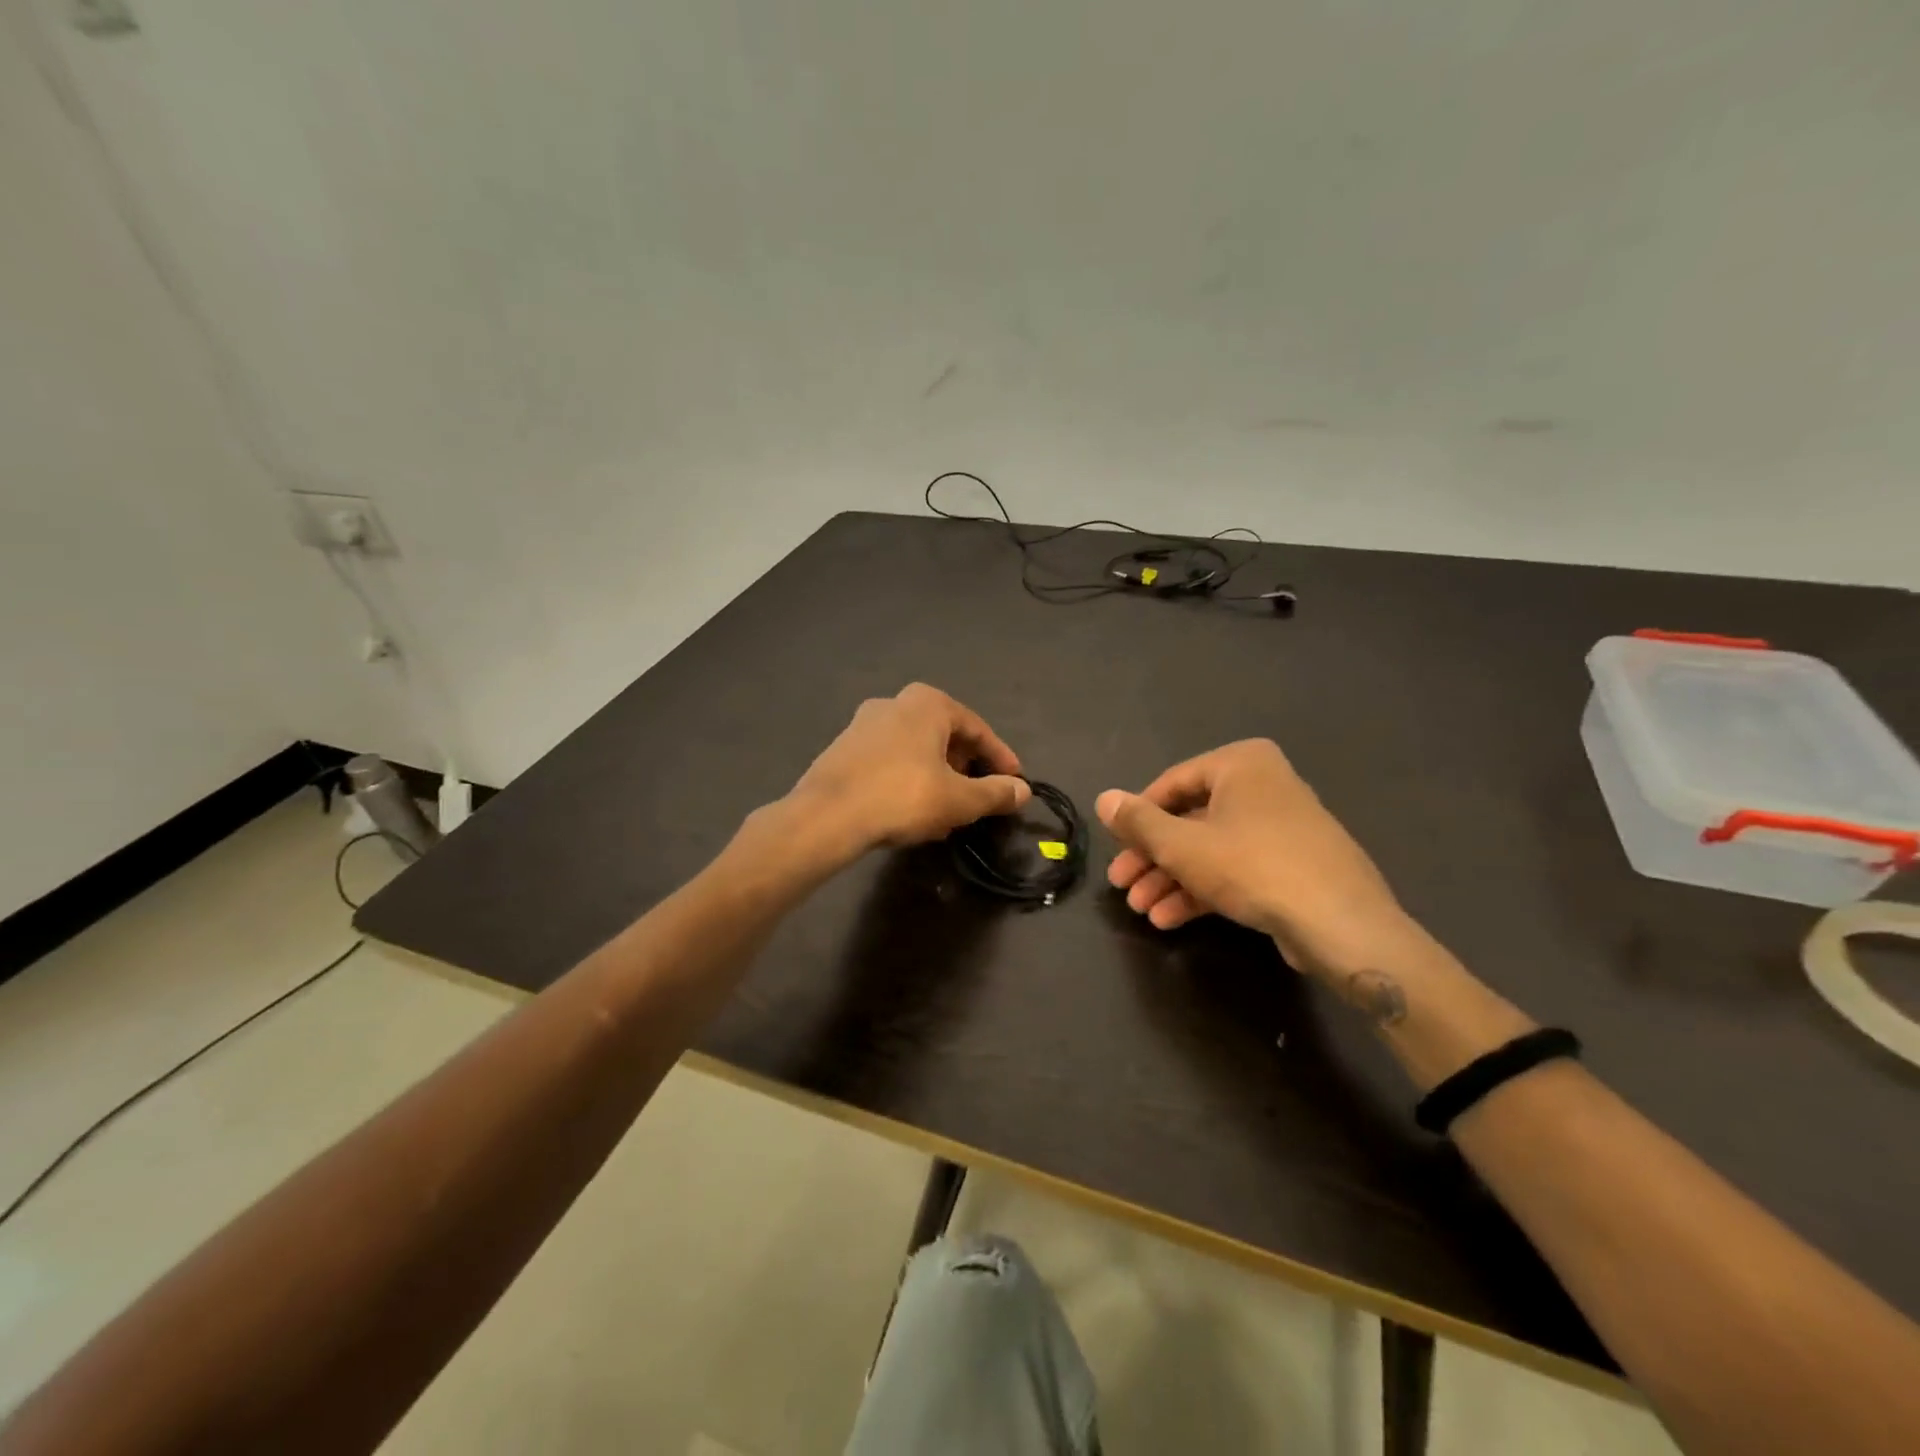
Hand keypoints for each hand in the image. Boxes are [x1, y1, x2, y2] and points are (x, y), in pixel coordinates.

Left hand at [789, 684, 1030, 854]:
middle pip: (945, 736)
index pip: (977, 729)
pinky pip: (890, 760)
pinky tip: (912, 811)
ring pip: (916, 750)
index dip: (1000, 758)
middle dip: (966, 767)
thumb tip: (1023, 791)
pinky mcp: (843, 748)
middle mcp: (895, 702)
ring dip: (937, 776)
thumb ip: (995, 793)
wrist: (826, 816)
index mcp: (928, 703)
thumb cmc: (902, 796)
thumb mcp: (959, 800)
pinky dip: (909, 779)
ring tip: (947, 810)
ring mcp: (864, 723)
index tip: (1015, 783)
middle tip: (979, 796)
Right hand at [1096, 740, 1421, 980]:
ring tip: (1143, 911)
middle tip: (1123, 886)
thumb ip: (1138, 821)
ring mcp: (1282, 826)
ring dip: (1172, 880)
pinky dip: (1203, 889)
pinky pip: (1236, 868)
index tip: (1115, 850)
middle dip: (1152, 858)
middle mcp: (1264, 785)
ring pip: (1211, 849)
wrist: (1341, 923)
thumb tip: (1103, 799)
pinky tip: (1171, 919)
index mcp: (1241, 763)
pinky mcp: (1293, 865)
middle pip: (1190, 820)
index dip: (1137, 820)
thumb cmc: (1252, 866)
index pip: (1171, 784)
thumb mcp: (1181, 844)